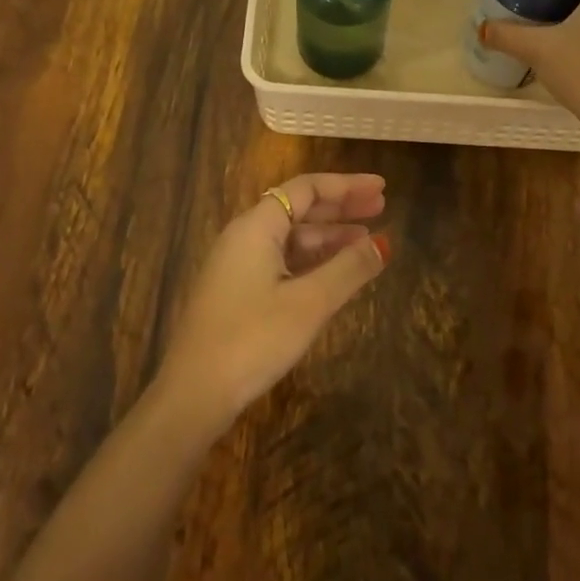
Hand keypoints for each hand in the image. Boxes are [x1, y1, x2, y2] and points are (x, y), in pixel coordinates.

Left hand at [155, 173, 388, 434]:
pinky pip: (282, 261)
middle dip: (341, 208)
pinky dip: (312, 261)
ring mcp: (237, 266)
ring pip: (291, 238)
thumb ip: (349, 268)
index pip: (306, 189)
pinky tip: (335, 274)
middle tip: (381, 208)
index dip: (347, 186)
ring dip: (329, 237)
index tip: (382, 187)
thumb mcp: (309, 302)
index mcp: (256, 227)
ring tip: (366, 243)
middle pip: (298, 209)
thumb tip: (385, 242)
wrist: (194, 395)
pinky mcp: (237, 293)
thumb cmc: (253, 339)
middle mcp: (244, 237)